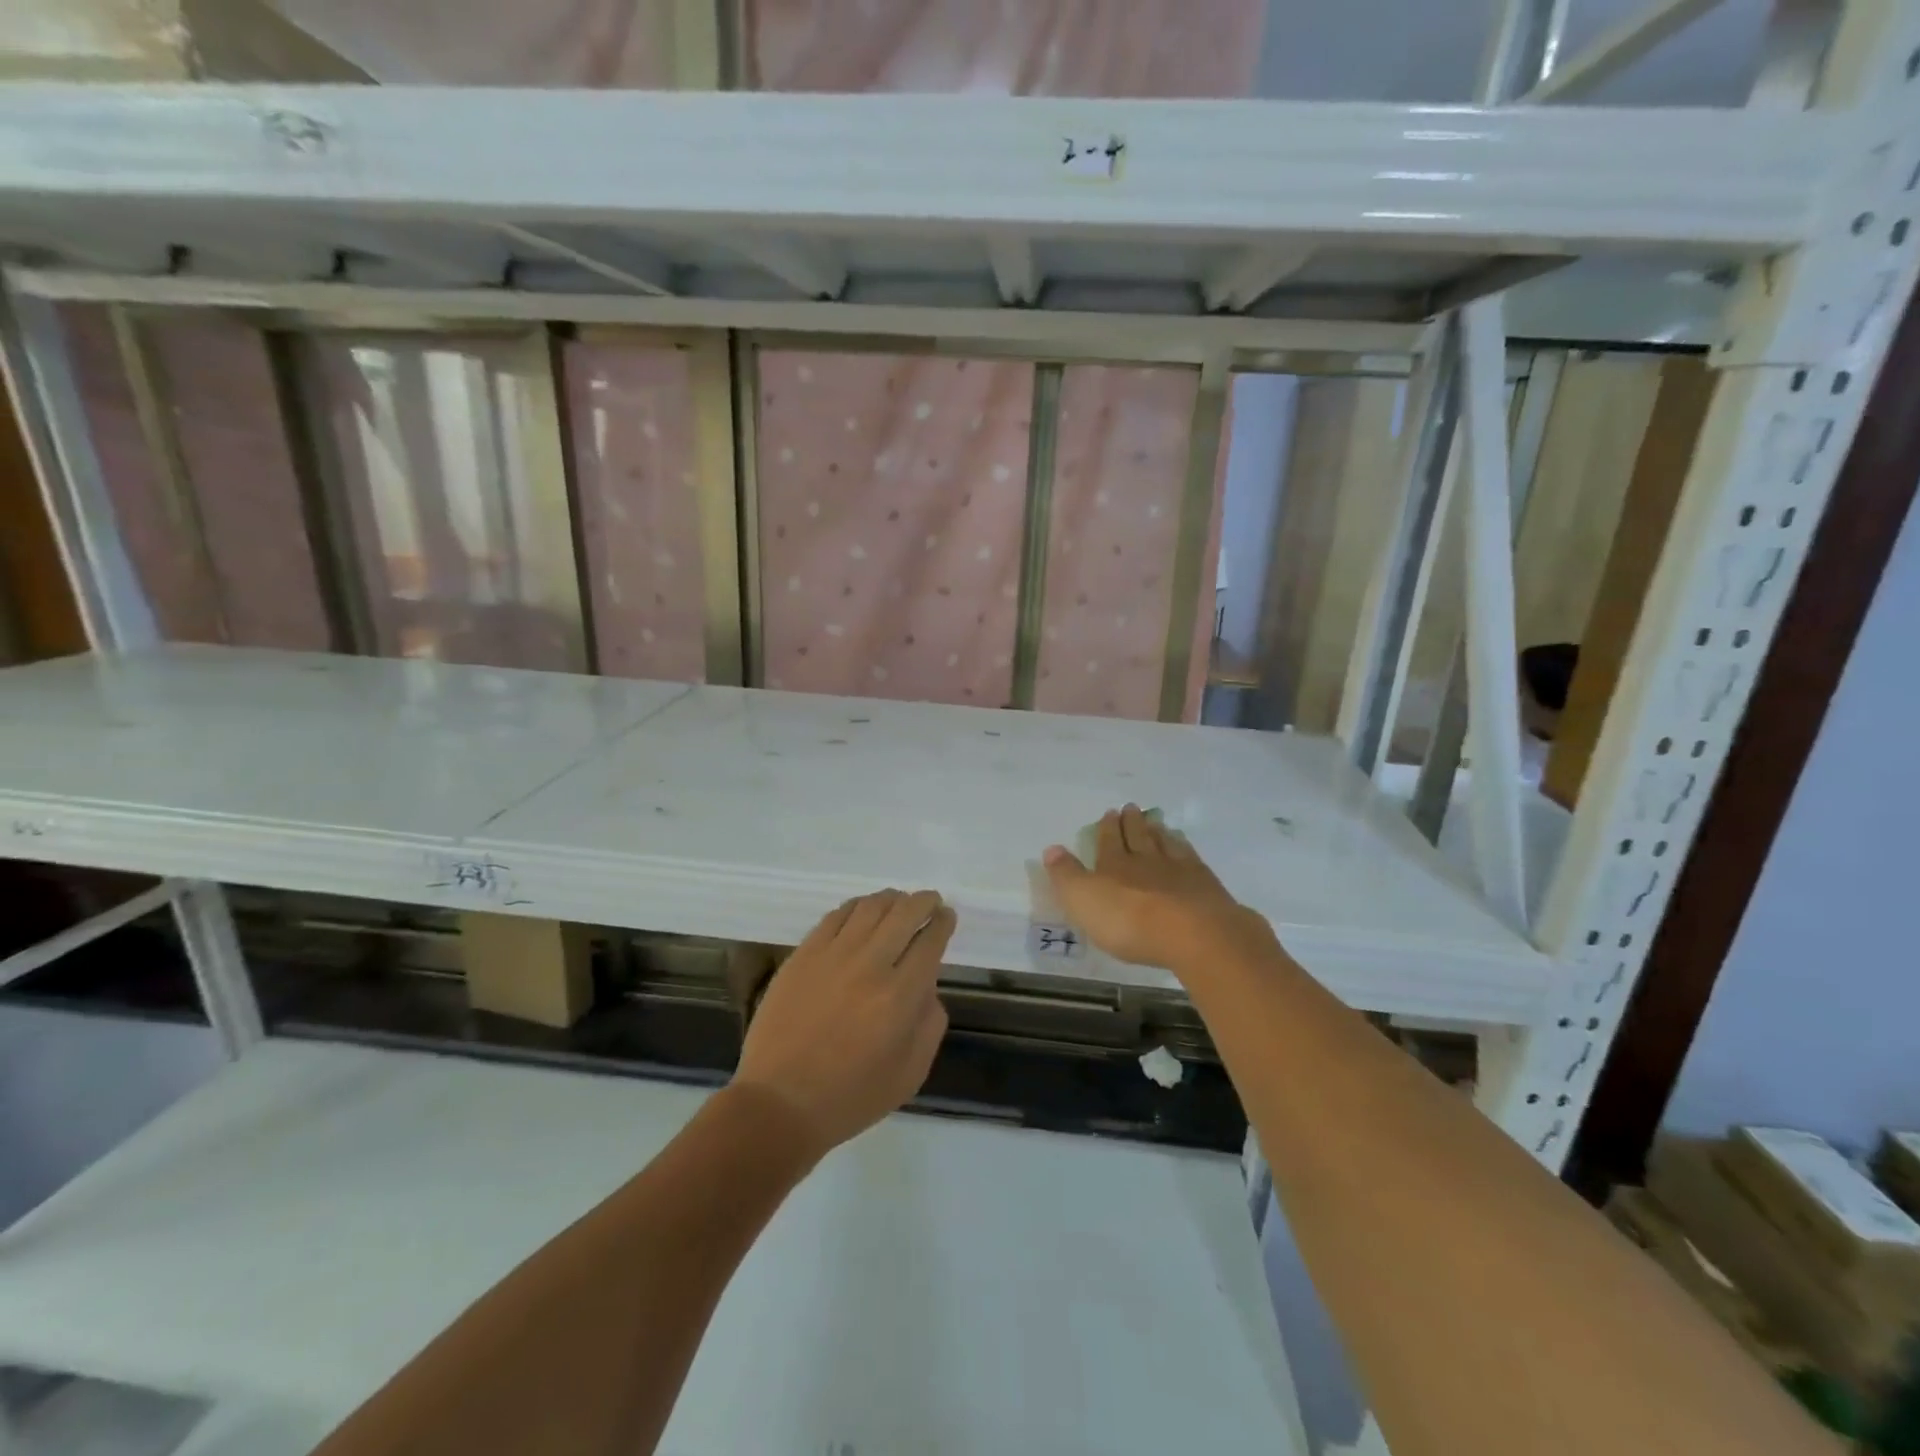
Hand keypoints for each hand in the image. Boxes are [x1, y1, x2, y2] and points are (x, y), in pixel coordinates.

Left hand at [733, 889, 954, 1158]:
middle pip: (904, 913)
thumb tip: (927, 985)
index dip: (943, 923)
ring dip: (891, 899)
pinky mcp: (803, 955)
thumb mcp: (910, 1073)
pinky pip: (835, 916)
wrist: (780, 1102)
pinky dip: (856, 907)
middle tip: (930, 901)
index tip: (947, 917)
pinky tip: (862, 911)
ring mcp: (832, 955)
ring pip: (869, 907)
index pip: (930, 941)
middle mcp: (870, 965)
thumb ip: (930, 1023)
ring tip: (898, 902)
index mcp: (900, 996)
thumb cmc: (851, 1096)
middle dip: (923, 902)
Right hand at [1043, 804, 1269, 973]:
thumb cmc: (1129, 921)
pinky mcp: (1204, 883)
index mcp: (1113, 865)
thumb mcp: (1083, 901)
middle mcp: (1145, 860)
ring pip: (1164, 843)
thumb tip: (1051, 848)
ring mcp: (1178, 869)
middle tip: (1131, 807)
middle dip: (1131, 822)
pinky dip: (1183, 846)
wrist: (1192, 932)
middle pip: (1137, 836)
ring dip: (1157, 831)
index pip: (1108, 841)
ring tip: (1155, 820)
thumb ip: (1067, 875)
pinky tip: (1183, 844)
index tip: (1110, 812)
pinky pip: (1189, 857)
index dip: (1107, 828)